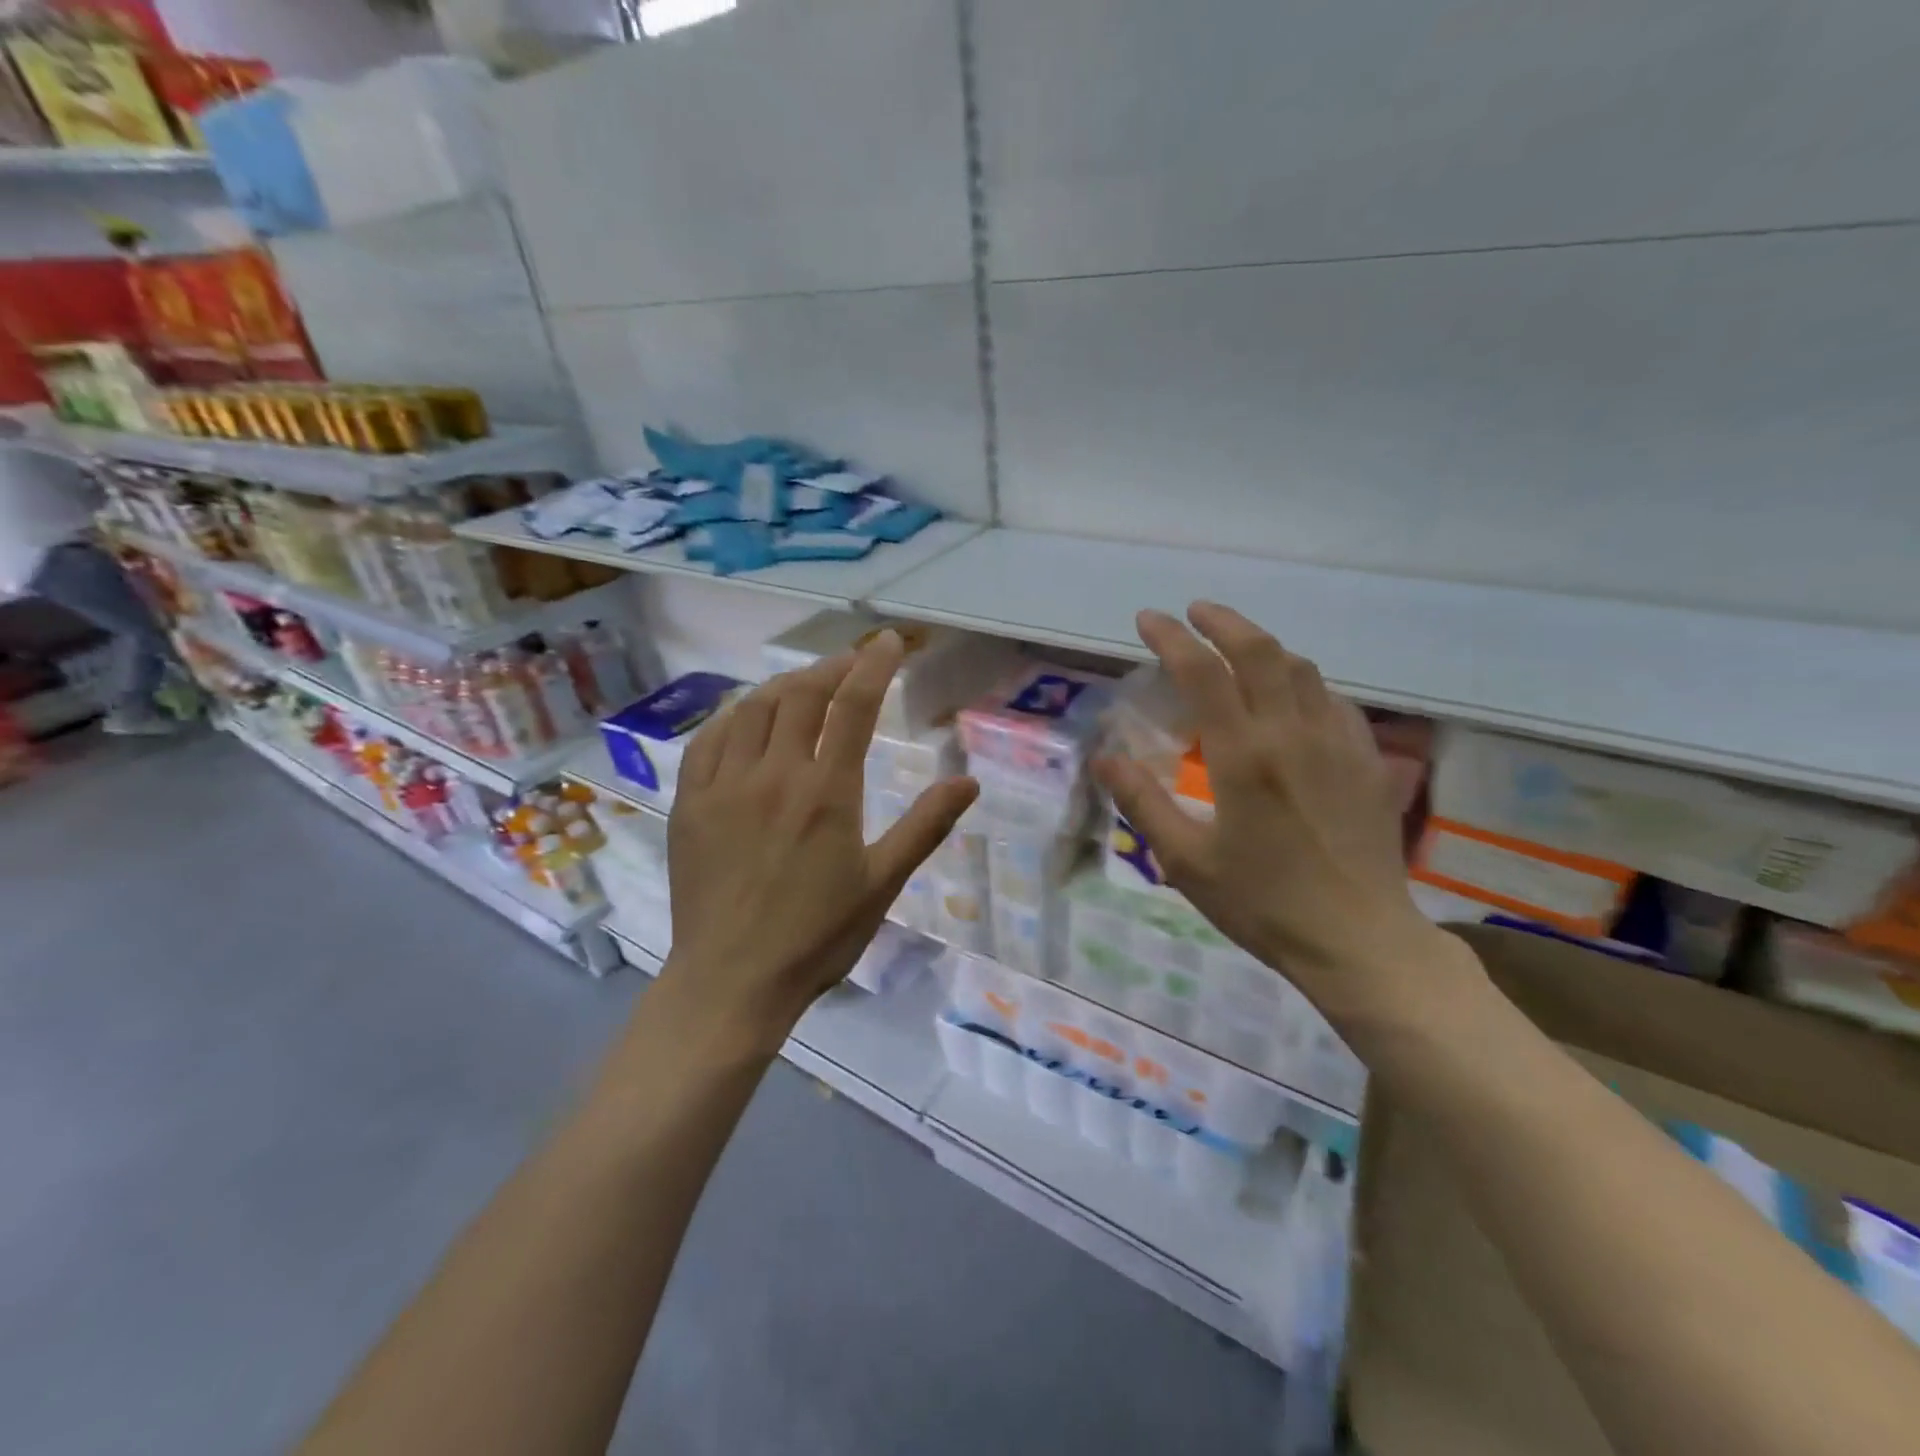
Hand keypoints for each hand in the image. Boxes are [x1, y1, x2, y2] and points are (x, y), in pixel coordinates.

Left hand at [662, 632, 978, 1040]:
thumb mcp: (882, 884)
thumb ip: (925, 826)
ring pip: (753, 708)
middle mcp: (773, 774)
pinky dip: (734, 715)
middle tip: (851, 662)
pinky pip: (709, 739)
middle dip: (831, 668)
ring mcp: (724, 785)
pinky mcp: (690, 802)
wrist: (732, 981)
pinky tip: (746, 717)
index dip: (872, 665)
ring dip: (784, 686)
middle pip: (801, 695)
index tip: (886, 642)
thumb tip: (969, 782)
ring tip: (805, 685)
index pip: (852, 705)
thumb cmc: (817, 937)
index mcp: (826, 792)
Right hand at [1094, 603, 1452, 1017]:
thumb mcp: (1185, 861)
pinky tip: (1290, 697)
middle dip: (1222, 621)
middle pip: (1259, 651)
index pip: (1203, 672)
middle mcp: (1292, 733)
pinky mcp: (1366, 760)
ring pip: (1301, 668)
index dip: (1171, 637)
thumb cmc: (1263, 903)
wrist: (1359, 940)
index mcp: (1243, 755)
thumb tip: (1104, 759)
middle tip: (1193, 613)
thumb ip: (1142, 803)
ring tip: (1235, 648)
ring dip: (1262, 646)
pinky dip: (1301, 681)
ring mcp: (1337, 742)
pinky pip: (1331, 699)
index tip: (1148, 620)